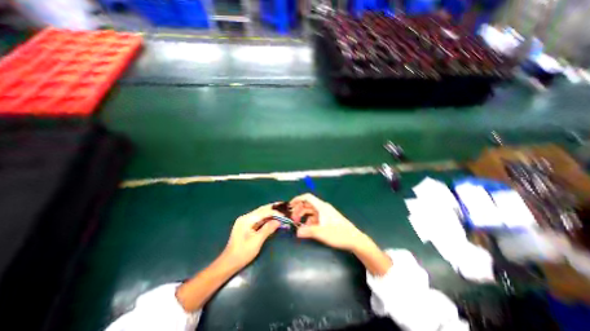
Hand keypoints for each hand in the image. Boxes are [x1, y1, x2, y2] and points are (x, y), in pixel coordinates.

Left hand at [225, 204, 281, 268]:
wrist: (229, 263)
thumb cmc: (243, 253)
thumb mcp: (257, 241)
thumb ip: (268, 229)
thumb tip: (278, 221)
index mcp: (247, 219)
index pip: (263, 212)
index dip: (275, 212)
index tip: (285, 213)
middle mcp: (246, 217)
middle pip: (262, 210)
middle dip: (273, 209)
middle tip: (284, 207)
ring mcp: (245, 221)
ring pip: (261, 214)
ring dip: (270, 213)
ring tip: (281, 211)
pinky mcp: (246, 226)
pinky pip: (258, 219)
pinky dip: (266, 218)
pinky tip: (273, 218)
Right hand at [290, 193, 366, 250]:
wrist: (354, 239)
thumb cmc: (338, 234)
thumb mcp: (321, 233)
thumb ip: (308, 231)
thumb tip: (297, 232)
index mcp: (321, 207)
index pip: (307, 197)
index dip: (298, 199)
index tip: (290, 206)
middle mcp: (323, 208)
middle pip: (308, 205)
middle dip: (299, 210)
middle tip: (293, 219)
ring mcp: (325, 214)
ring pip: (311, 212)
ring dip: (303, 216)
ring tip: (298, 225)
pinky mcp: (328, 219)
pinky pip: (315, 218)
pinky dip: (309, 221)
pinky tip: (307, 229)